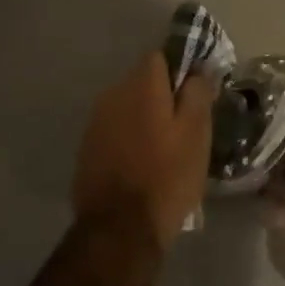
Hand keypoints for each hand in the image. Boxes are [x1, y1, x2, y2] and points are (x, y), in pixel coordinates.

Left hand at [73, 52, 216, 248]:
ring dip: (145, 118)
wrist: (120, 228)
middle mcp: (112, 94)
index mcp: (140, 85)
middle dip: (162, 96)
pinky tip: (142, 163)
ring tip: (164, 149)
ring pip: (128, 106)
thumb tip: (198, 70)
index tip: (195, 96)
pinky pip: (115, 129)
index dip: (180, 71)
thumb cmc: (167, 177)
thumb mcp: (196, 134)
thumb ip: (197, 93)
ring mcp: (95, 121)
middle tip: (185, 127)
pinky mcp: (87, 147)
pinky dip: (129, 138)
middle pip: (142, 82)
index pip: (160, 57)